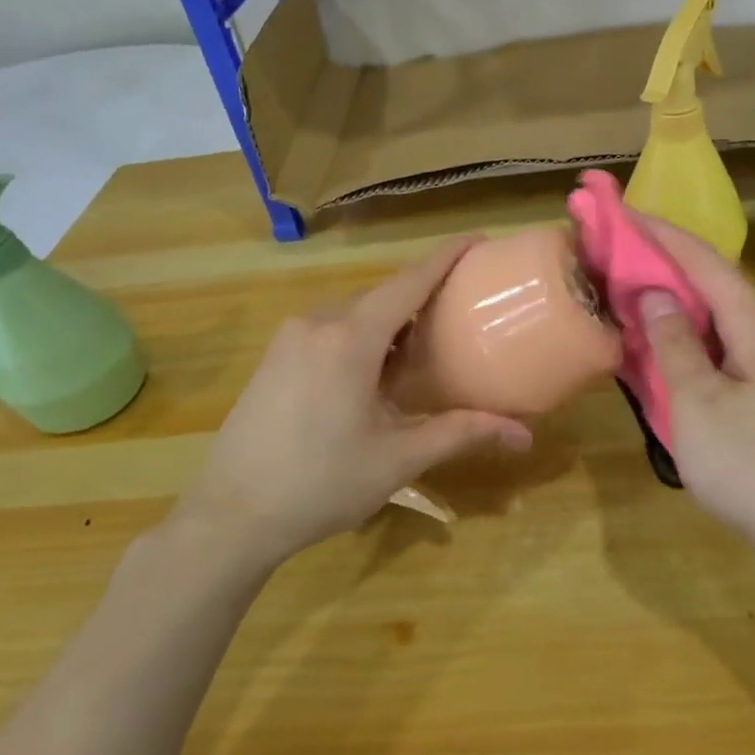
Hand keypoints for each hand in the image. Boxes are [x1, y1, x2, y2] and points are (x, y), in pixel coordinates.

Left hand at [172, 236, 532, 571]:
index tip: (476, 239)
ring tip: (422, 349)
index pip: (408, 282)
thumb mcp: (398, 458)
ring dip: (389, 323)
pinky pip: (328, 331)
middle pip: (380, 298)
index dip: (445, 257)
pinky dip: (360, 337)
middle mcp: (317, 324)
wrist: (231, 515)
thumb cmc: (321, 484)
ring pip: (352, 315)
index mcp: (350, 339)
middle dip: (420, 298)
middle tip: (460, 312)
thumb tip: (523, 434)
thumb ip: (461, 433)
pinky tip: (373, 373)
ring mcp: (288, 340)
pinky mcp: (273, 359)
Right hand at [635, 219, 754, 565]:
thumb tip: (656, 294)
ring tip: (633, 282)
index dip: (663, 235)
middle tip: (620, 245)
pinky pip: (718, 343)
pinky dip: (685, 331)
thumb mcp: (697, 404)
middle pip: (713, 283)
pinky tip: (662, 338)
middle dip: (667, 259)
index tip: (624, 212)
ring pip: (715, 315)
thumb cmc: (747, 466)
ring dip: (675, 296)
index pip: (706, 264)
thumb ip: (674, 344)